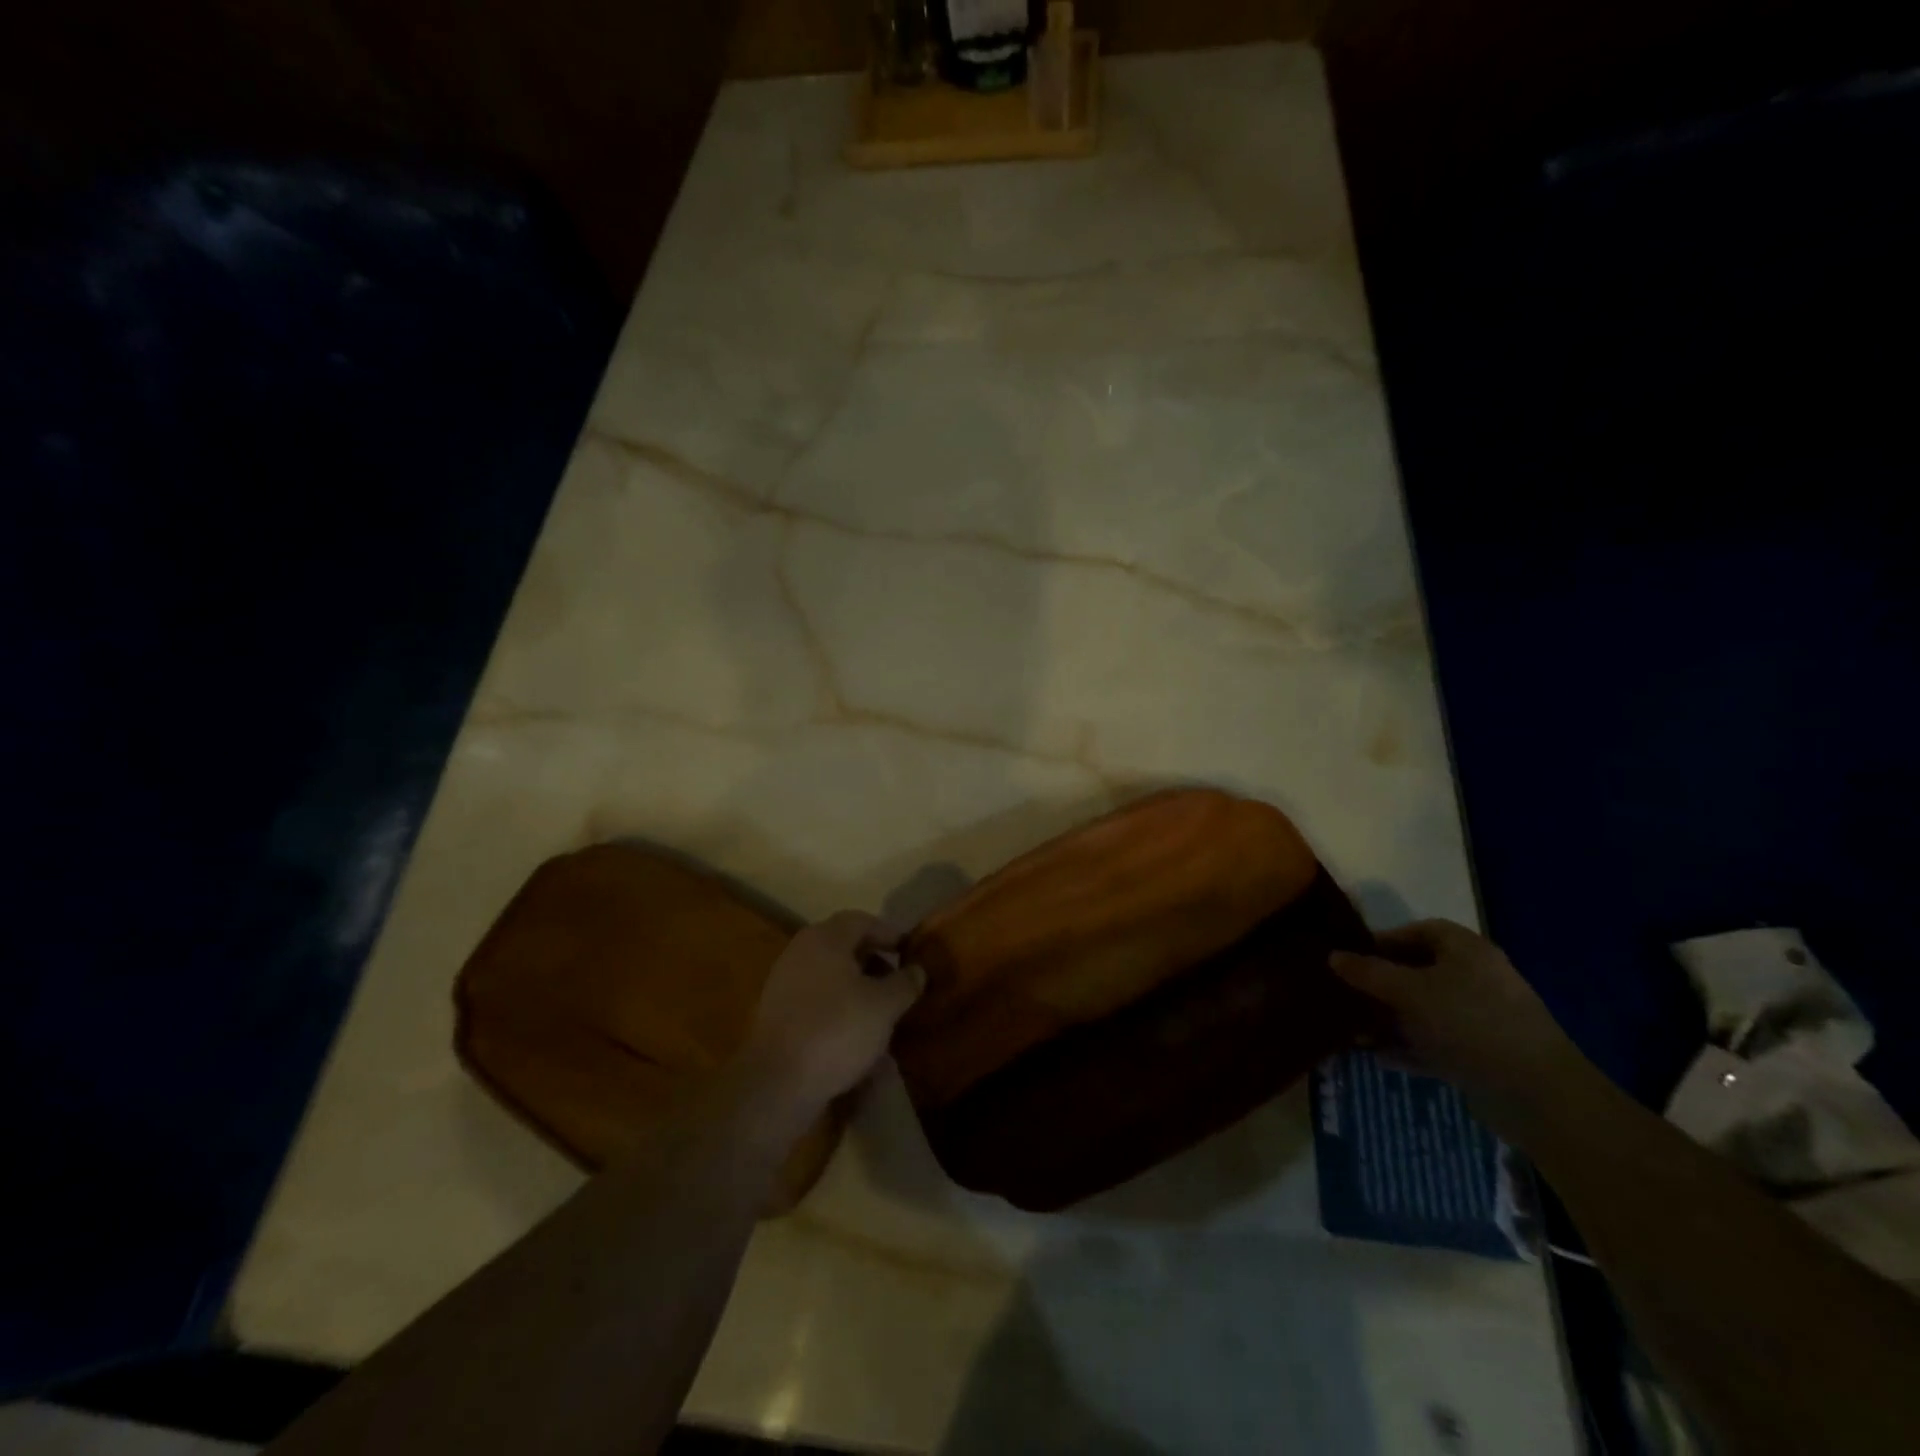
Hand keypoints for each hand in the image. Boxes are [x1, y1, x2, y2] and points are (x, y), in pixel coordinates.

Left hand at [738, 911, 925, 1113]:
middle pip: (844, 948)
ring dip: (857, 991)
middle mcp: (801, 952)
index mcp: (825, 938)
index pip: (862, 921)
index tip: (910, 953)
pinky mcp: (777, 1016)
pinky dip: (839, 1011)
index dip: (889, 934)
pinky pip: (817, 1003)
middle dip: (874, 964)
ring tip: (882, 1015)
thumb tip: (917, 970)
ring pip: (831, 978)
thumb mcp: (885, 1006)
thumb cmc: (837, 1030)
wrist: (776, 1083)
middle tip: (898, 985)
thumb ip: (905, 983)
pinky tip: (856, 1038)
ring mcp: (784, 984)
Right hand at [1330, 919, 1584, 1122]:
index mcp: (1467, 951)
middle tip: (1347, 995)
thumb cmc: (1469, 1023)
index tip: (1352, 957)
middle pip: (1419, 972)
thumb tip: (1332, 955)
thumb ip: (1368, 972)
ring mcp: (1481, 1019)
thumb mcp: (1409, 991)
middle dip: (1381, 985)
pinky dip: (1408, 1047)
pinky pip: (1436, 1043)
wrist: (1537, 1094)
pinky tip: (1379, 1058)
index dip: (1385, 940)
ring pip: (1424, 1011)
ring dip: (1390, 1020)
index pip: (1421, 932)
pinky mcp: (1483, 1054)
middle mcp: (1476, 979)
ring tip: (1355, 1033)